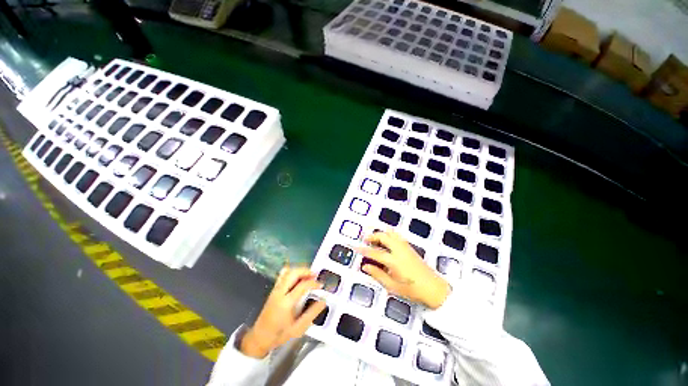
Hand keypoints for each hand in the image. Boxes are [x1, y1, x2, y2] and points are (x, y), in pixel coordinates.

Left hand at [240, 267, 325, 358]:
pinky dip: (292, 271)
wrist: (260, 338)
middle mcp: (279, 293)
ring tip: (309, 274)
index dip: (313, 283)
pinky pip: (282, 275)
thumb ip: (312, 314)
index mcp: (286, 303)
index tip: (321, 285)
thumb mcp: (298, 328)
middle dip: (306, 271)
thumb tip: (323, 301)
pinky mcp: (273, 289)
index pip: (302, 285)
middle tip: (315, 275)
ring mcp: (275, 290)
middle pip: (293, 273)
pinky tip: (298, 275)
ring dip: (300, 270)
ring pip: (288, 272)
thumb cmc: (280, 334)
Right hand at [355, 231, 449, 309]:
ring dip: (381, 234)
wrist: (433, 288)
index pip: (375, 253)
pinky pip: (397, 236)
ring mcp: (405, 247)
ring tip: (375, 239)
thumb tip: (365, 267)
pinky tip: (387, 240)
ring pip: (391, 233)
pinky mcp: (410, 247)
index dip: (364, 250)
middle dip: (373, 236)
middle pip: (383, 236)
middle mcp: (399, 250)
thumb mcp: (392, 286)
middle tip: (366, 240)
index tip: (356, 248)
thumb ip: (377, 274)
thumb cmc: (412, 289)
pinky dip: (389, 234)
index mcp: (394, 261)